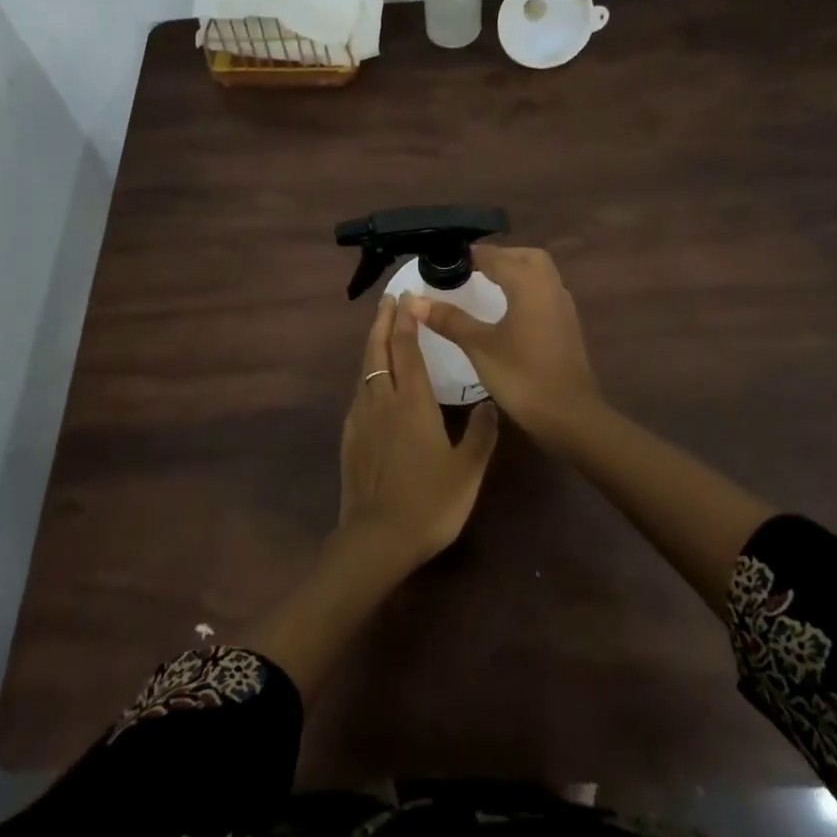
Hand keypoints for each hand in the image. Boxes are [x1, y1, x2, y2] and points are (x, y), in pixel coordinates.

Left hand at [340, 294, 499, 566]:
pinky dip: (367, 372)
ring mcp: (361, 417)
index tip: (407, 297)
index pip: (407, 349)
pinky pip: (358, 392)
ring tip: (381, 329)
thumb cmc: (429, 502)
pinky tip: (372, 380)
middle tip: (389, 299)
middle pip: (378, 349)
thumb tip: (487, 403)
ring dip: (373, 343)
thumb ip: (480, 434)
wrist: (376, 539)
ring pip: (365, 368)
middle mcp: (382, 400)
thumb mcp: (468, 470)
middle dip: (383, 321)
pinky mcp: (349, 436)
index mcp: (412, 402)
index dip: (407, 320)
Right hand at [410, 245, 605, 450]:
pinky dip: (525, 291)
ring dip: (515, 272)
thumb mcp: (479, 346)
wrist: (569, 416)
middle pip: (525, 257)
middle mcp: (550, 287)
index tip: (446, 260)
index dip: (470, 255)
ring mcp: (563, 307)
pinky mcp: (567, 326)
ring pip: (539, 274)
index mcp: (529, 284)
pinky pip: (544, 293)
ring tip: (485, 286)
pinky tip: (507, 311)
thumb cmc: (522, 376)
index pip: (496, 256)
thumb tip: (413, 300)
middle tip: (471, 269)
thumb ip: (449, 319)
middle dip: (499, 257)